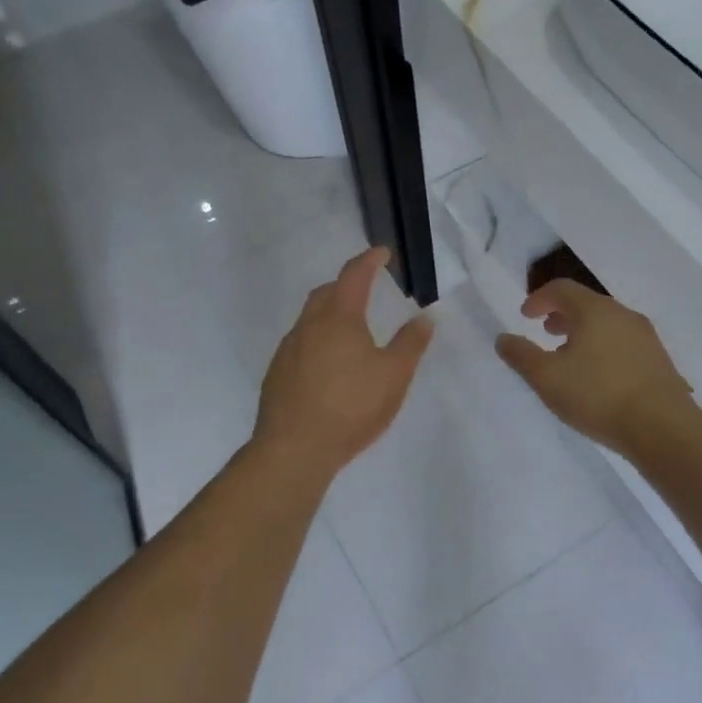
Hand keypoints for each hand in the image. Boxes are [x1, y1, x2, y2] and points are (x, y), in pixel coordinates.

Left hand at [254, 246, 433, 480]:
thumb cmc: (351, 407)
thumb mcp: (394, 376)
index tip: (382, 253)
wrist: (294, 449)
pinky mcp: (277, 375)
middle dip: (346, 285)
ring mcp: (288, 350)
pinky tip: (328, 367)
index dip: (370, 260)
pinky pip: (300, 345)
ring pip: (310, 319)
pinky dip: (317, 341)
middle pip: (326, 293)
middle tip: (366, 291)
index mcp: (339, 318)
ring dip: (330, 314)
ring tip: (350, 331)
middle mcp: (308, 326)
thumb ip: (410, 344)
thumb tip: (424, 318)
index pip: (354, 275)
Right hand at [496, 281, 693, 456]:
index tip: (524, 315)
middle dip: (562, 314)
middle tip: (545, 332)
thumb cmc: (598, 396)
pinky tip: (598, 376)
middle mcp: (623, 314)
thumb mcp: (547, 378)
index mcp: (595, 310)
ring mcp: (645, 337)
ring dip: (583, 332)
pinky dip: (602, 347)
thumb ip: (521, 356)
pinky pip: (622, 343)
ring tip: (569, 356)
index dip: (539, 298)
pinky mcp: (658, 360)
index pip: (562, 288)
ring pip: (607, 324)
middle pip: (587, 304)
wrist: (663, 427)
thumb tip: (503, 338)